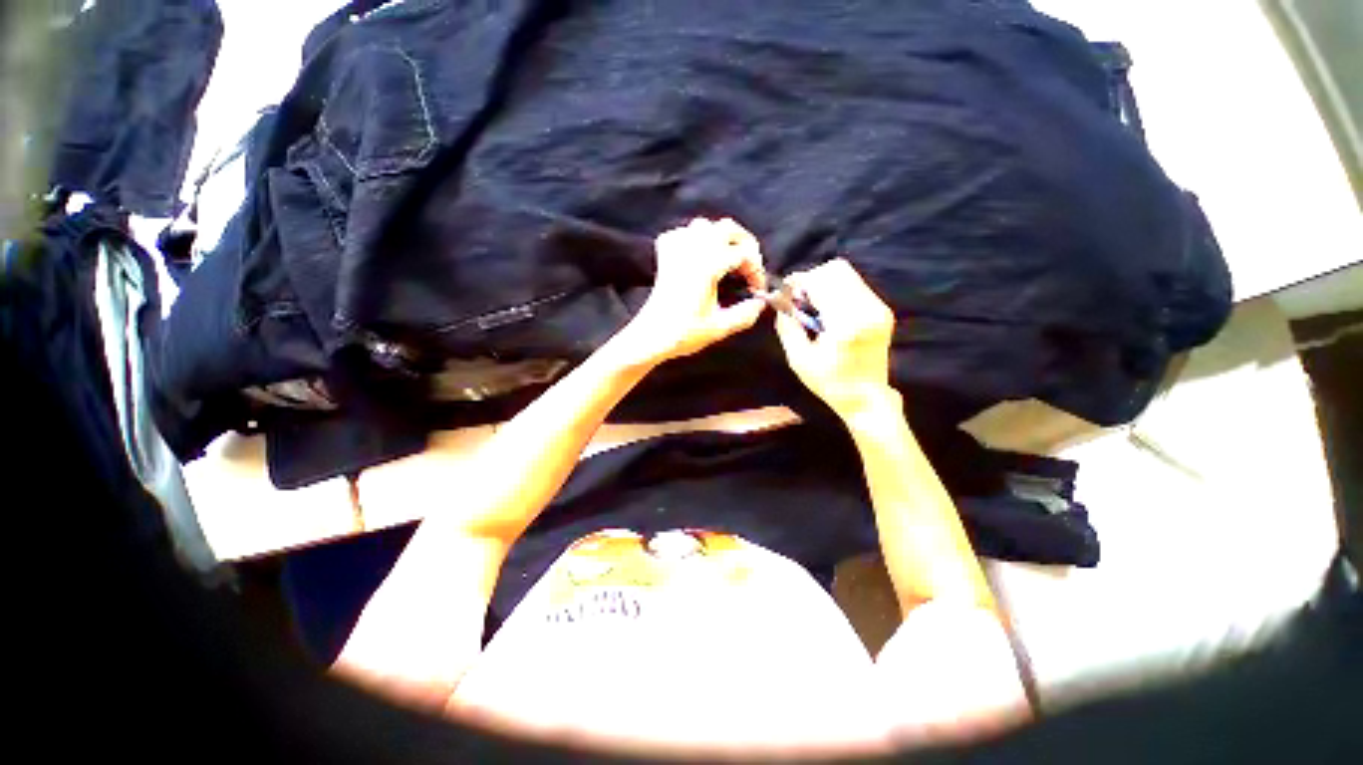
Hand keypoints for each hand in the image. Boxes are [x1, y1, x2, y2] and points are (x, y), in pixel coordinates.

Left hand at [624, 217, 768, 363]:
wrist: (650, 337)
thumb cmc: (684, 333)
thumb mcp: (720, 328)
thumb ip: (745, 314)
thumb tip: (761, 303)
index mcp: (707, 266)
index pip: (743, 254)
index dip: (756, 270)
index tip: (757, 289)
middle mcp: (692, 251)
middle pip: (727, 228)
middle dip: (745, 245)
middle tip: (750, 267)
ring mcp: (676, 250)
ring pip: (704, 226)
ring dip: (721, 238)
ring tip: (728, 259)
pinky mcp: (665, 256)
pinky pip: (683, 233)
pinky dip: (696, 239)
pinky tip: (700, 256)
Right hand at [773, 258, 897, 418]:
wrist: (866, 398)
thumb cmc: (829, 383)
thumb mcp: (799, 359)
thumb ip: (788, 326)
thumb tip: (780, 301)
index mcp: (846, 324)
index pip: (822, 281)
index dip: (799, 281)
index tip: (785, 291)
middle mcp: (868, 309)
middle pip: (837, 269)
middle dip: (812, 278)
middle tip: (798, 298)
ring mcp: (879, 308)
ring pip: (847, 274)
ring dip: (824, 283)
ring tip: (812, 306)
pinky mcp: (883, 310)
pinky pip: (855, 286)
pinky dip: (836, 290)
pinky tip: (827, 311)